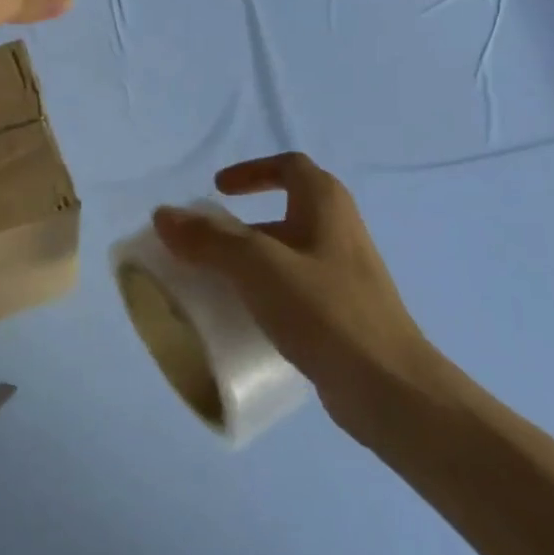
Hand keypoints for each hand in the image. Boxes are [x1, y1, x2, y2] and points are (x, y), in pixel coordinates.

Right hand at [153, 153, 441, 442]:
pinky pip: (296, 290)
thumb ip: (209, 239)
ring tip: (216, 283)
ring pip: (289, 254)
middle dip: (243, 224)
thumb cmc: (325, 310)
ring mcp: (345, 274)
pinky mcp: (344, 314)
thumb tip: (163, 215)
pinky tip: (246, 319)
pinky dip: (267, 293)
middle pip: (285, 211)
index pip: (288, 167)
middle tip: (206, 244)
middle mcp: (339, 231)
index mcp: (326, 205)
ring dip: (252, 261)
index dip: (252, 171)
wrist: (389, 388)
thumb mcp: (258, 266)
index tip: (218, 190)